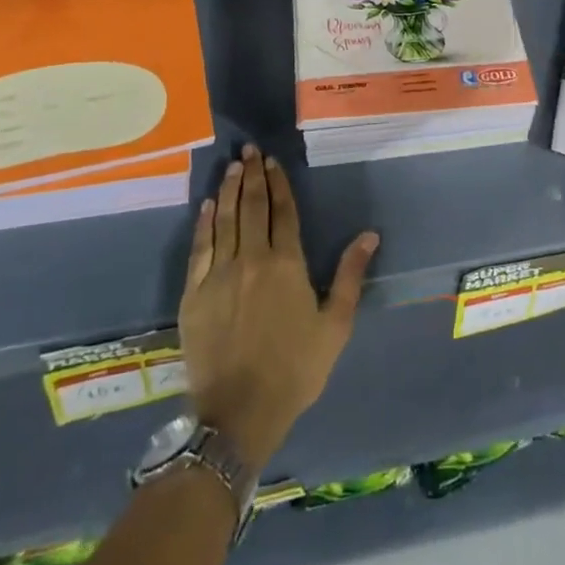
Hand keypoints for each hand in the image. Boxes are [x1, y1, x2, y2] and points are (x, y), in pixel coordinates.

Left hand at [178, 144, 378, 473]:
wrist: (238, 414)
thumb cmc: (294, 370)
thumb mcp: (334, 326)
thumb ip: (349, 276)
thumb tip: (369, 234)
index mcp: (287, 265)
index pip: (283, 212)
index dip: (279, 184)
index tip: (273, 162)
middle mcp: (252, 259)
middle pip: (252, 207)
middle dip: (252, 176)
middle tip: (250, 151)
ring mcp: (219, 274)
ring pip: (225, 220)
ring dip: (229, 190)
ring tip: (232, 166)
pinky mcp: (194, 293)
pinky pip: (199, 248)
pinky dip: (203, 223)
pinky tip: (207, 205)